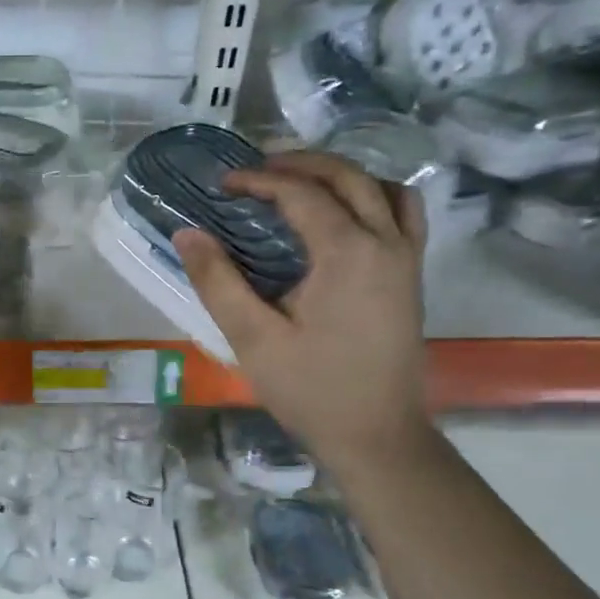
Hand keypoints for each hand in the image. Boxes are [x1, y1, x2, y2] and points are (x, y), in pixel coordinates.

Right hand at [172, 152, 430, 467]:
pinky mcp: (412, 276)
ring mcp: (406, 258)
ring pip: (381, 187)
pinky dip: (372, 196)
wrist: (376, 435)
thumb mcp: (253, 339)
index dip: (259, 181)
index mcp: (347, 252)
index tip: (223, 185)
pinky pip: (402, 213)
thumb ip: (218, 281)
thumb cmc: (310, 390)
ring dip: (339, 174)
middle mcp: (385, 242)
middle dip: (298, 163)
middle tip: (256, 171)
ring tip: (299, 184)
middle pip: (346, 176)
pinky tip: (344, 215)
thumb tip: (187, 233)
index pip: (301, 193)